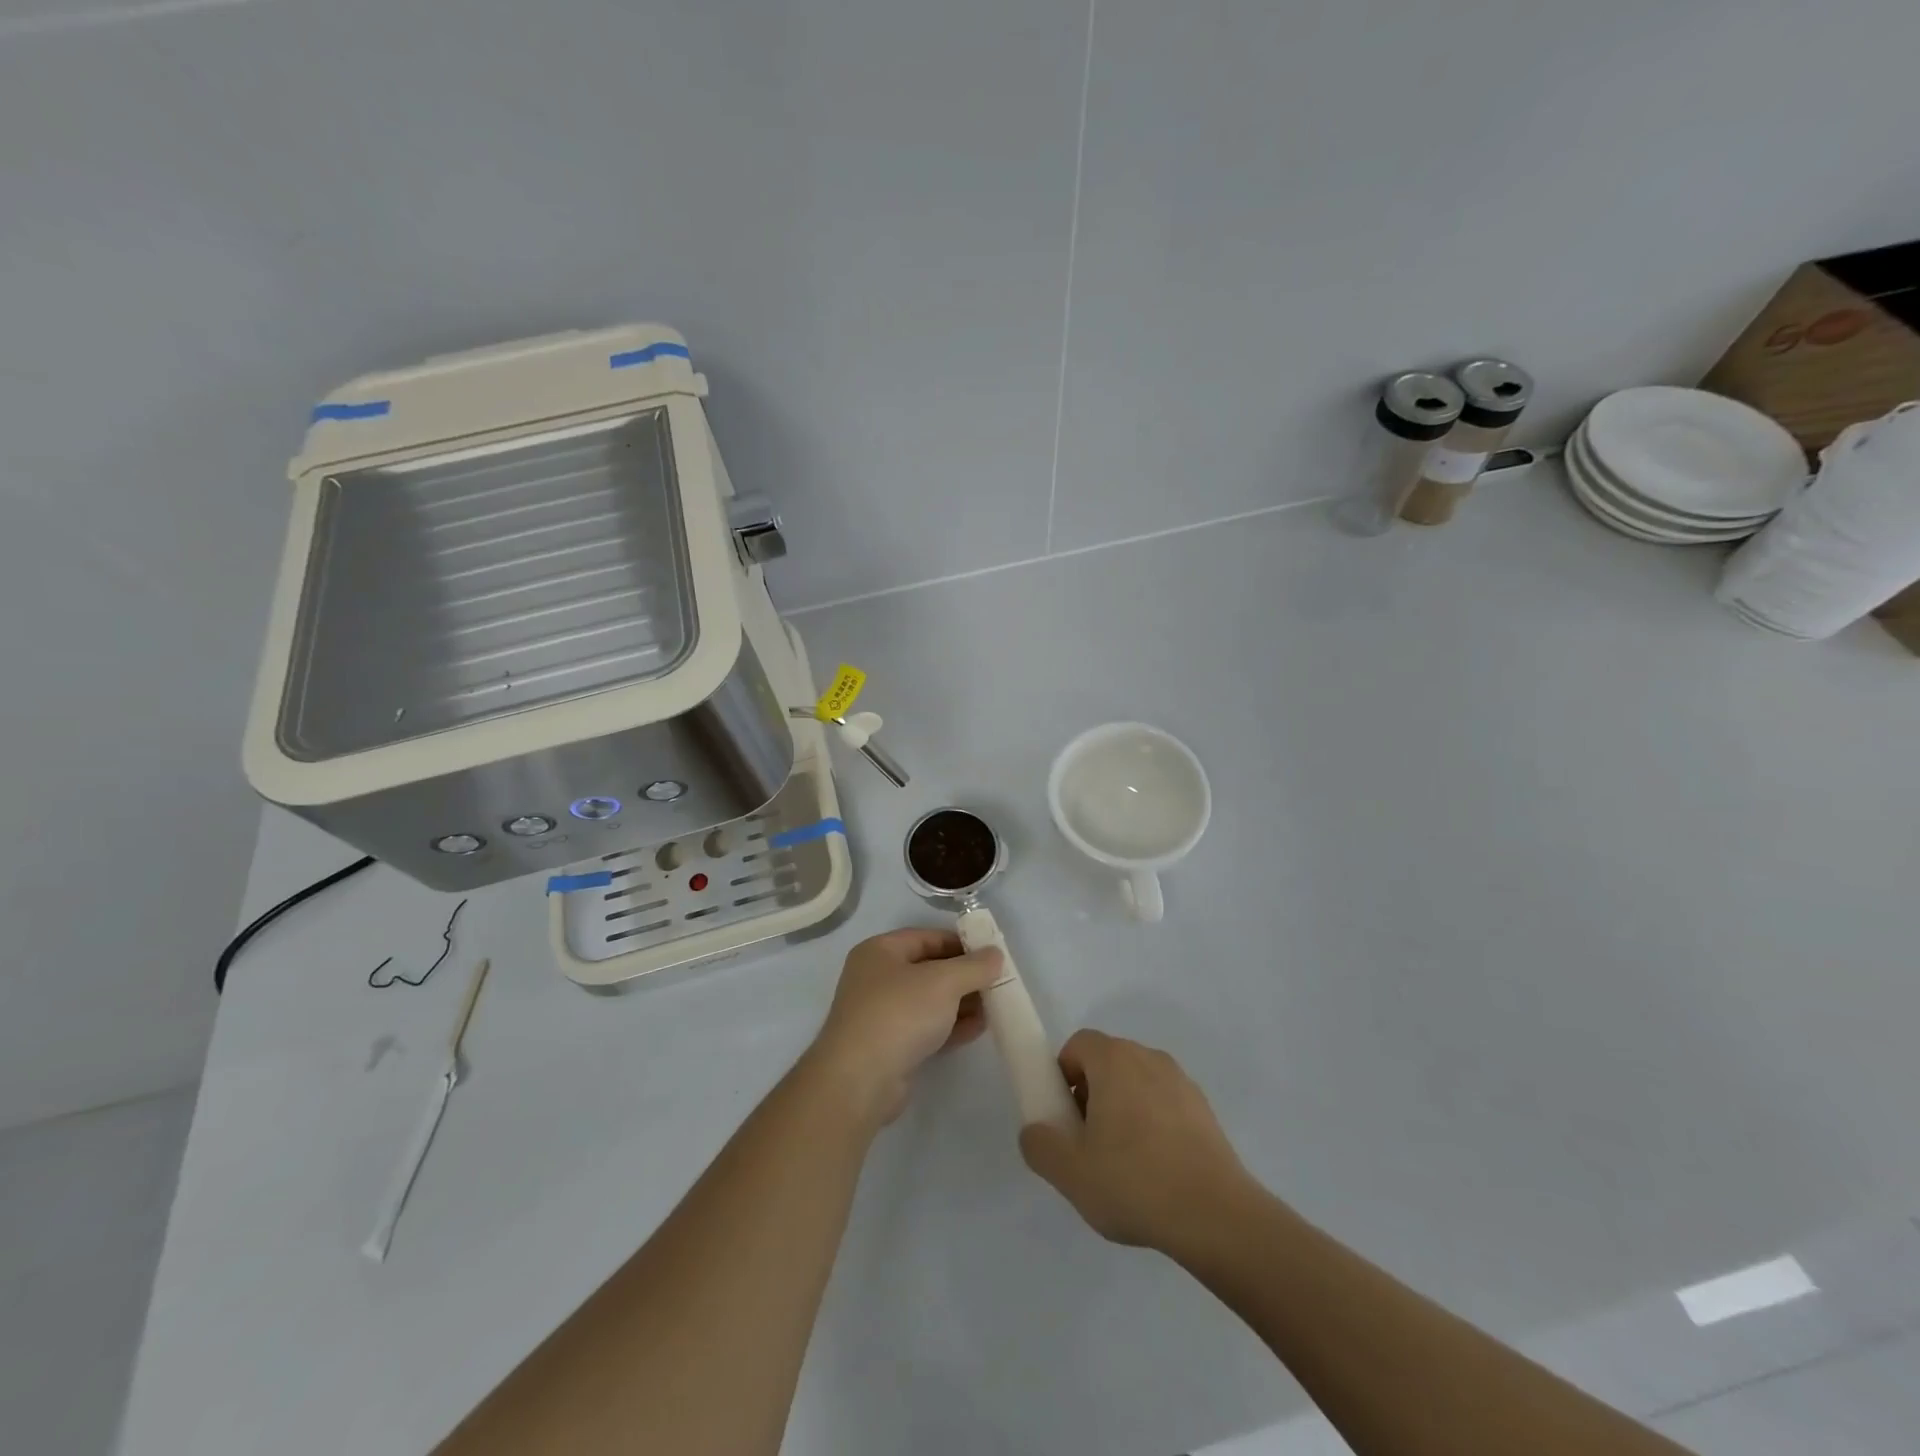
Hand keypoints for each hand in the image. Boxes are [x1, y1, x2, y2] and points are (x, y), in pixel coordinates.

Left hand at [808, 928, 1002, 1126]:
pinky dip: (951, 1026)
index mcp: (880, 951)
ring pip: (929, 1001)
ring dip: (961, 1002)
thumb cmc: (899, 1014)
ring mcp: (881, 1014)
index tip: (991, 954)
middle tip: (997, 982)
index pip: (926, 937)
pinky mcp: (890, 1046)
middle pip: (929, 969)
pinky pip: (926, 1027)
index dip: (960, 943)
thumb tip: (996, 954)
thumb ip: (974, 966)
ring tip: (994, 1007)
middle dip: (964, 976)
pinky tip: (978, 1029)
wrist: (860, 1080)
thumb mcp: (944, 982)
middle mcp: (877, 978)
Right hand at [1019, 1030, 1254, 1254]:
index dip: (1062, 1076)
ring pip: (1137, 1083)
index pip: (1078, 1045)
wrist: (1217, 1217)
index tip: (1064, 1118)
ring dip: (1122, 1109)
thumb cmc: (1135, 1183)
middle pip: (1107, 1062)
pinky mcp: (1204, 1110)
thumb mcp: (1070, 1173)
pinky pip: (1164, 1104)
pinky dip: (1153, 1124)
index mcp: (1114, 1060)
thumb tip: (1036, 1131)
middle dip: (1090, 1094)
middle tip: (1087, 1144)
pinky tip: (1156, 1172)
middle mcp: (1148, 1057)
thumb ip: (1040, 1145)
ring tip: (1123, 1164)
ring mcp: (1181, 1082)